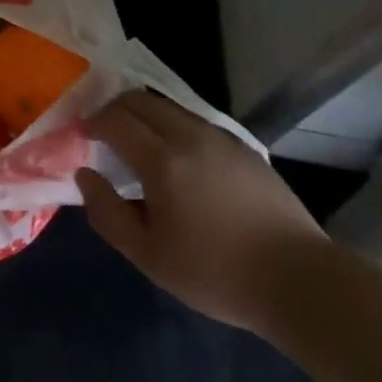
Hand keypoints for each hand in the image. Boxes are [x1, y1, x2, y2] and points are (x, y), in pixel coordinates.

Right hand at [76, 91, 331, 332]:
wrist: (300, 282)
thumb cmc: (217, 272)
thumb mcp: (149, 255)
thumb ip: (108, 213)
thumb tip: (84, 175)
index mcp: (161, 159)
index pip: (114, 120)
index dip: (92, 123)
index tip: (81, 137)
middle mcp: (188, 135)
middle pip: (140, 100)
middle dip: (114, 109)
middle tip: (103, 134)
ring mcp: (220, 137)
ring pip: (169, 107)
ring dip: (144, 116)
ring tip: (138, 145)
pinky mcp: (243, 148)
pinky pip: (195, 121)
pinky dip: (173, 127)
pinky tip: (179, 160)